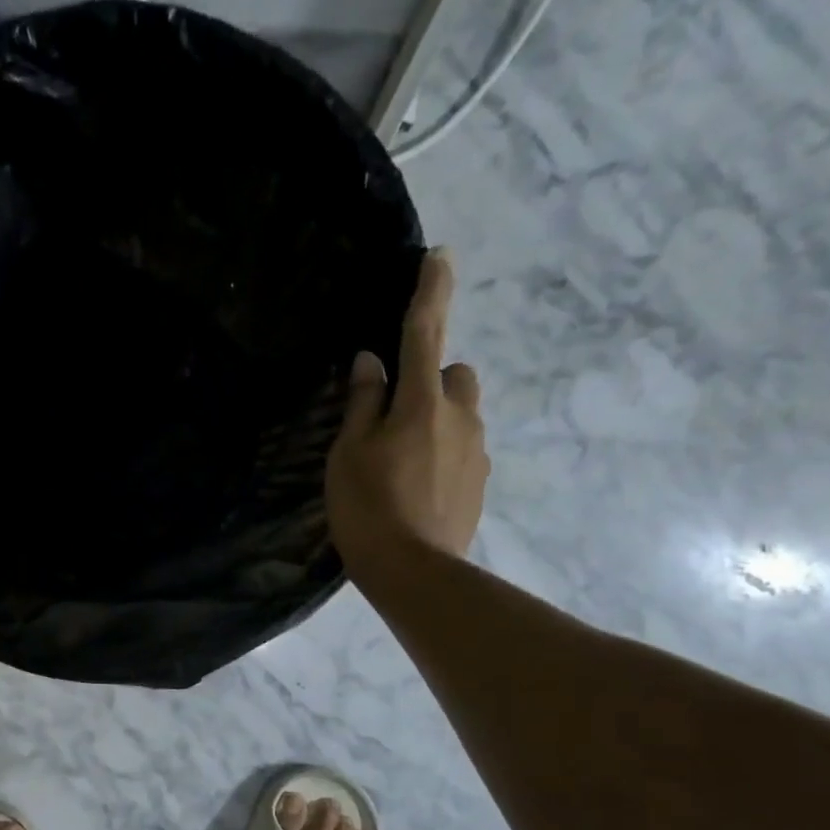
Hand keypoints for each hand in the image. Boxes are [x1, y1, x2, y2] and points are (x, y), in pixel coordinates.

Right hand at [326, 247, 488, 582]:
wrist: (414, 572)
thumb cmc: (369, 507)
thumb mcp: (349, 452)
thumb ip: (362, 403)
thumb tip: (371, 363)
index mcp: (422, 401)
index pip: (425, 332)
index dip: (431, 292)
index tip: (440, 256)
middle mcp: (460, 417)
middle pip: (455, 375)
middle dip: (432, 381)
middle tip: (394, 416)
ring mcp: (476, 452)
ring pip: (461, 415)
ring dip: (437, 421)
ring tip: (401, 463)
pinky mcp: (479, 484)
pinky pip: (463, 451)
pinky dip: (442, 455)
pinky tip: (416, 490)